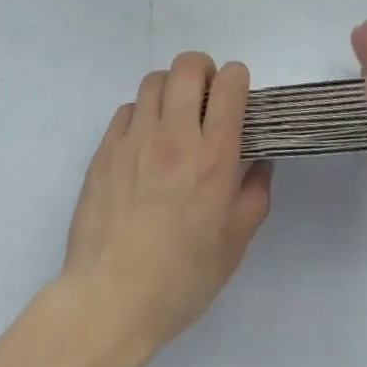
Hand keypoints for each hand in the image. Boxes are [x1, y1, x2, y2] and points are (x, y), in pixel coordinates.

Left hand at [61, 52, 272, 360]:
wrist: (109, 300)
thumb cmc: (180, 279)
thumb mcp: (233, 246)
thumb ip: (254, 196)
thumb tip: (260, 164)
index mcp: (212, 156)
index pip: (228, 84)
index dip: (236, 79)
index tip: (236, 96)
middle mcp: (174, 135)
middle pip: (188, 66)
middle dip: (203, 70)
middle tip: (205, 98)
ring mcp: (135, 138)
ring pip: (154, 81)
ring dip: (170, 89)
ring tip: (173, 117)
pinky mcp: (106, 149)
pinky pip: (127, 109)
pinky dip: (141, 114)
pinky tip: (143, 143)